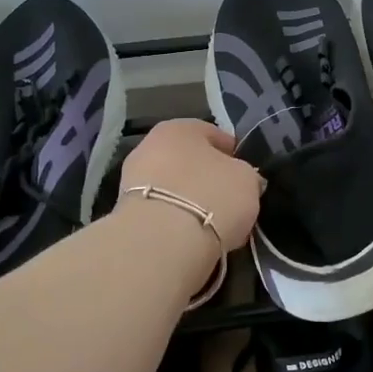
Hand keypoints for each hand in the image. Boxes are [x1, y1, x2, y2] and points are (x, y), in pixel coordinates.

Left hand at [117, 119, 262, 252]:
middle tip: (228, 199)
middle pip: (188, 160)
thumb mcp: (247, 180)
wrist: (161, 243)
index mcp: (180, 128)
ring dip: (189, 200)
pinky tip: (191, 236)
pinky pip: (161, 211)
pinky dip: (175, 220)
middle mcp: (150, 145)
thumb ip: (245, 175)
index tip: (246, 175)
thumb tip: (243, 180)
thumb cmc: (211, 197)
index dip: (233, 154)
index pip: (213, 134)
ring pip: (172, 186)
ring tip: (211, 222)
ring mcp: (132, 180)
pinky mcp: (124, 214)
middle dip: (206, 177)